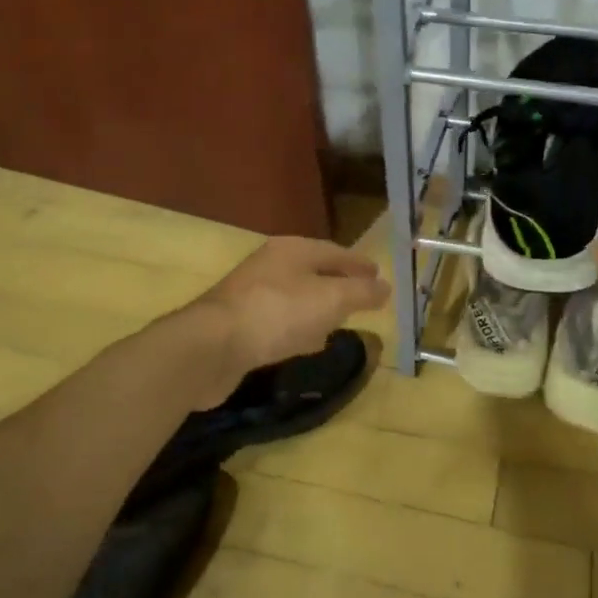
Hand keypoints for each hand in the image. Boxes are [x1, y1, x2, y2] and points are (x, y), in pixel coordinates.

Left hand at [190, 235, 389, 383]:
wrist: (211, 347)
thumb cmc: (278, 313)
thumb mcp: (331, 299)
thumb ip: (361, 292)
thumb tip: (386, 286)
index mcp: (292, 250)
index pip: (336, 252)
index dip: (360, 265)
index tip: (380, 278)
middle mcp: (270, 265)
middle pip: (314, 272)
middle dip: (339, 285)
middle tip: (362, 300)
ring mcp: (251, 294)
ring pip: (296, 297)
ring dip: (318, 309)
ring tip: (338, 324)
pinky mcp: (239, 324)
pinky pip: (279, 321)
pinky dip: (297, 329)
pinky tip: (304, 345)